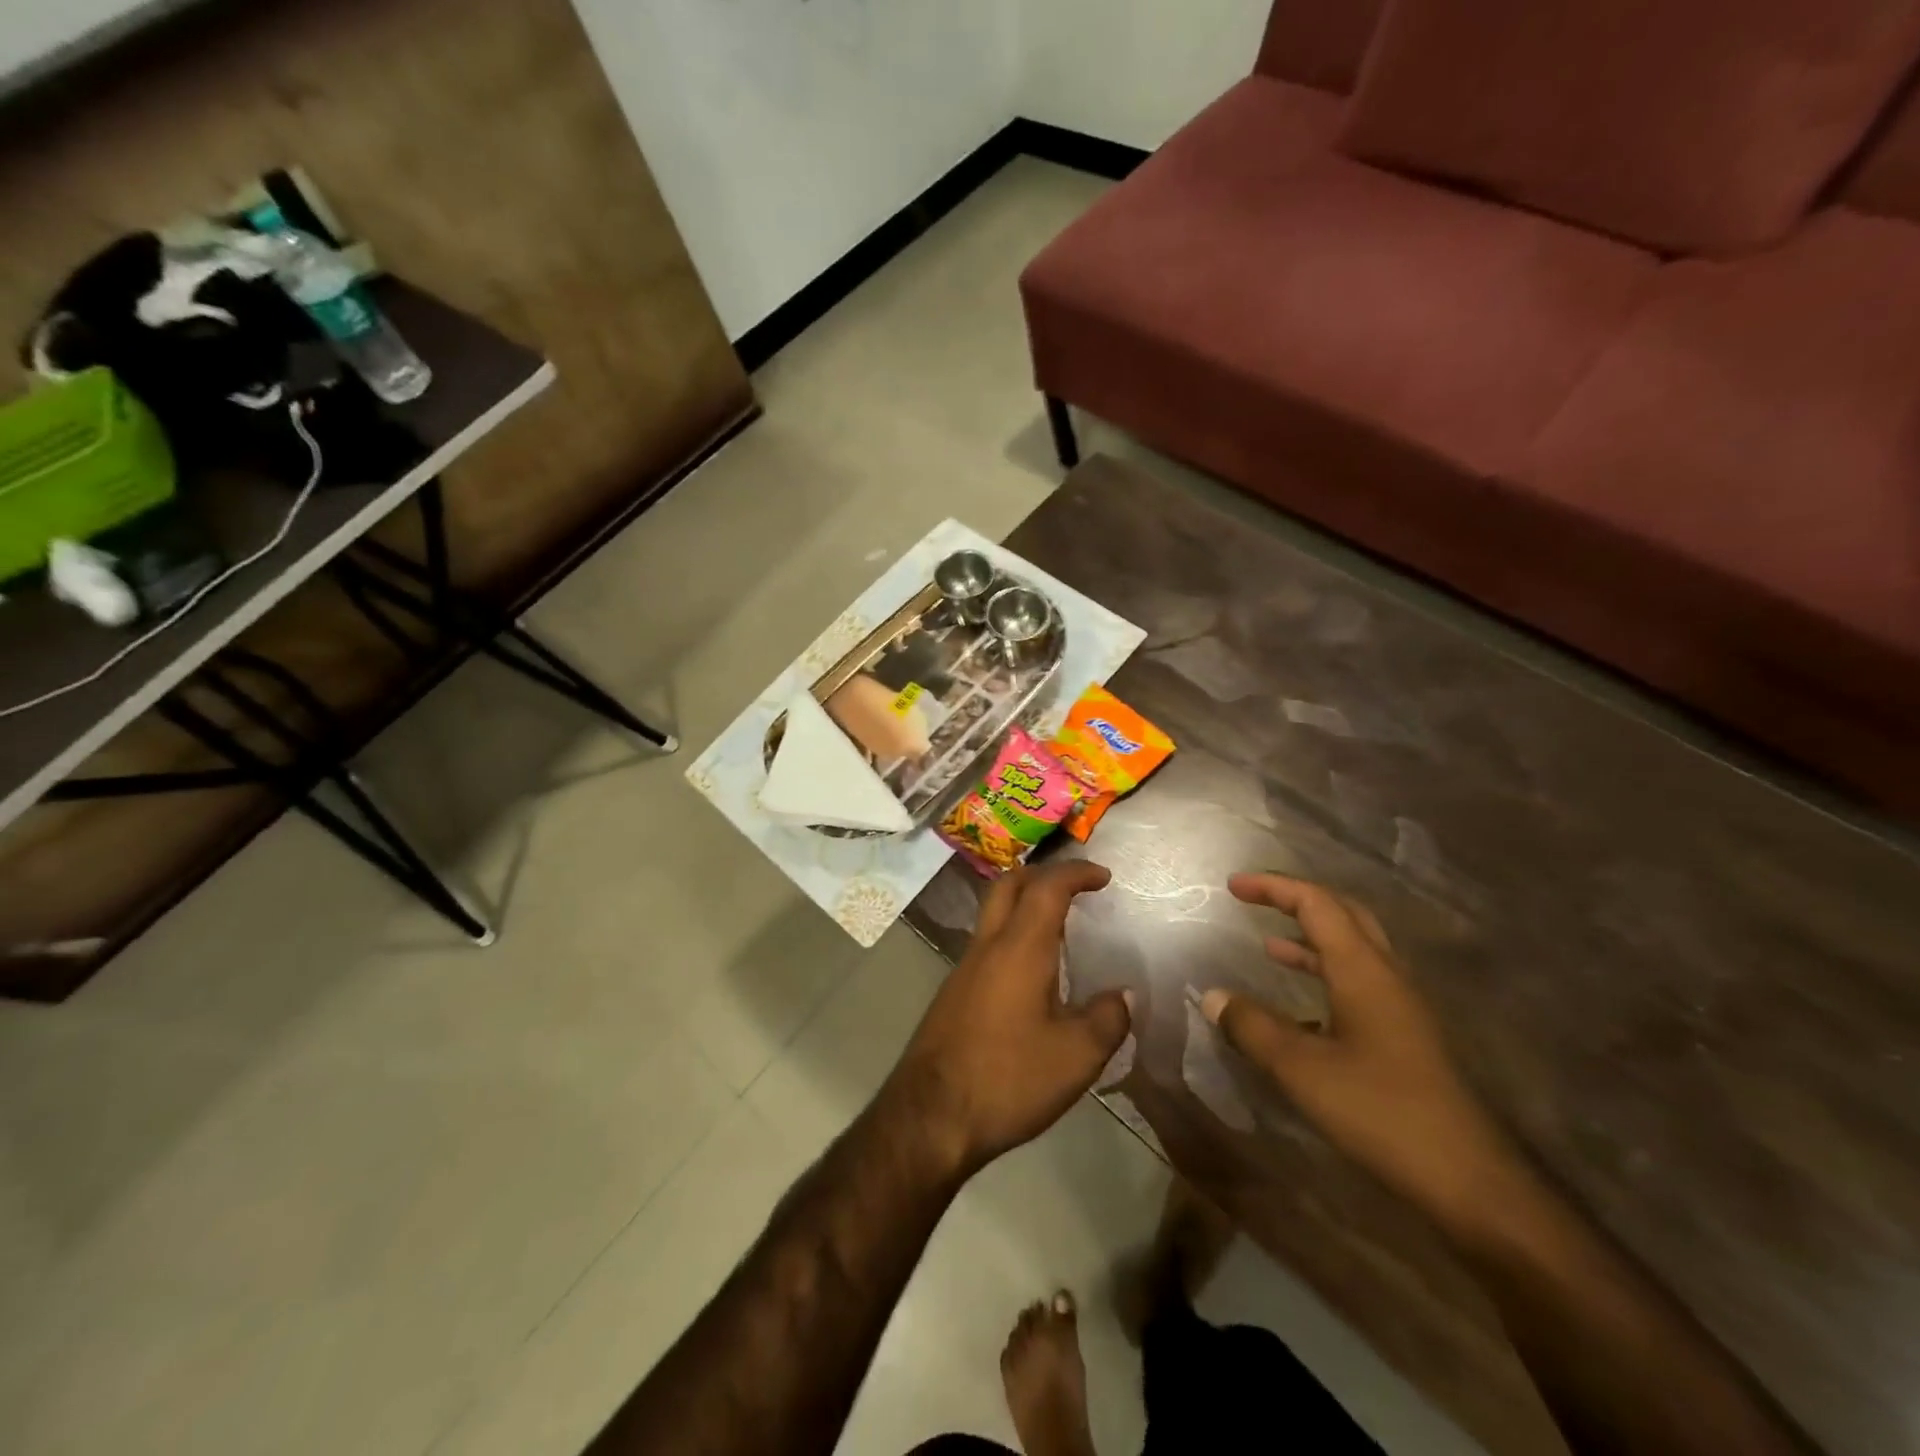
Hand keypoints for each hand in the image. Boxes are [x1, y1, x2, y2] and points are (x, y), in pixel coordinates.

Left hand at [889, 861, 1131, 1177]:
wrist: (930, 1116)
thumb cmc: (1008, 1079)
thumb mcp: (1076, 1057)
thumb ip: (1107, 1019)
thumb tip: (1122, 996)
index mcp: (1019, 948)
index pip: (1047, 887)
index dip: (1076, 873)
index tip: (1104, 877)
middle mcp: (987, 946)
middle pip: (1009, 885)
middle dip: (1044, 874)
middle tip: (1076, 886)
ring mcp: (964, 968)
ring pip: (993, 912)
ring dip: (1025, 904)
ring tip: (1060, 926)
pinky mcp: (954, 993)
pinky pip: (987, 943)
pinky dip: (1013, 934)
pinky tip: (1032, 971)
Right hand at [1202, 873, 1513, 1226]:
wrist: (1468, 1181)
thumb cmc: (1381, 1111)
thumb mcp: (1301, 1068)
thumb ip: (1252, 1027)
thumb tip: (1212, 997)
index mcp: (1363, 970)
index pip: (1317, 904)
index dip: (1274, 888)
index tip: (1233, 886)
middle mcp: (1387, 976)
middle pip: (1343, 915)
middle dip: (1296, 901)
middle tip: (1255, 901)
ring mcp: (1401, 1008)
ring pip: (1354, 951)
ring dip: (1311, 939)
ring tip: (1269, 945)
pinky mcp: (1405, 1038)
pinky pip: (1359, 985)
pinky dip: (1324, 976)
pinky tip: (1300, 1008)